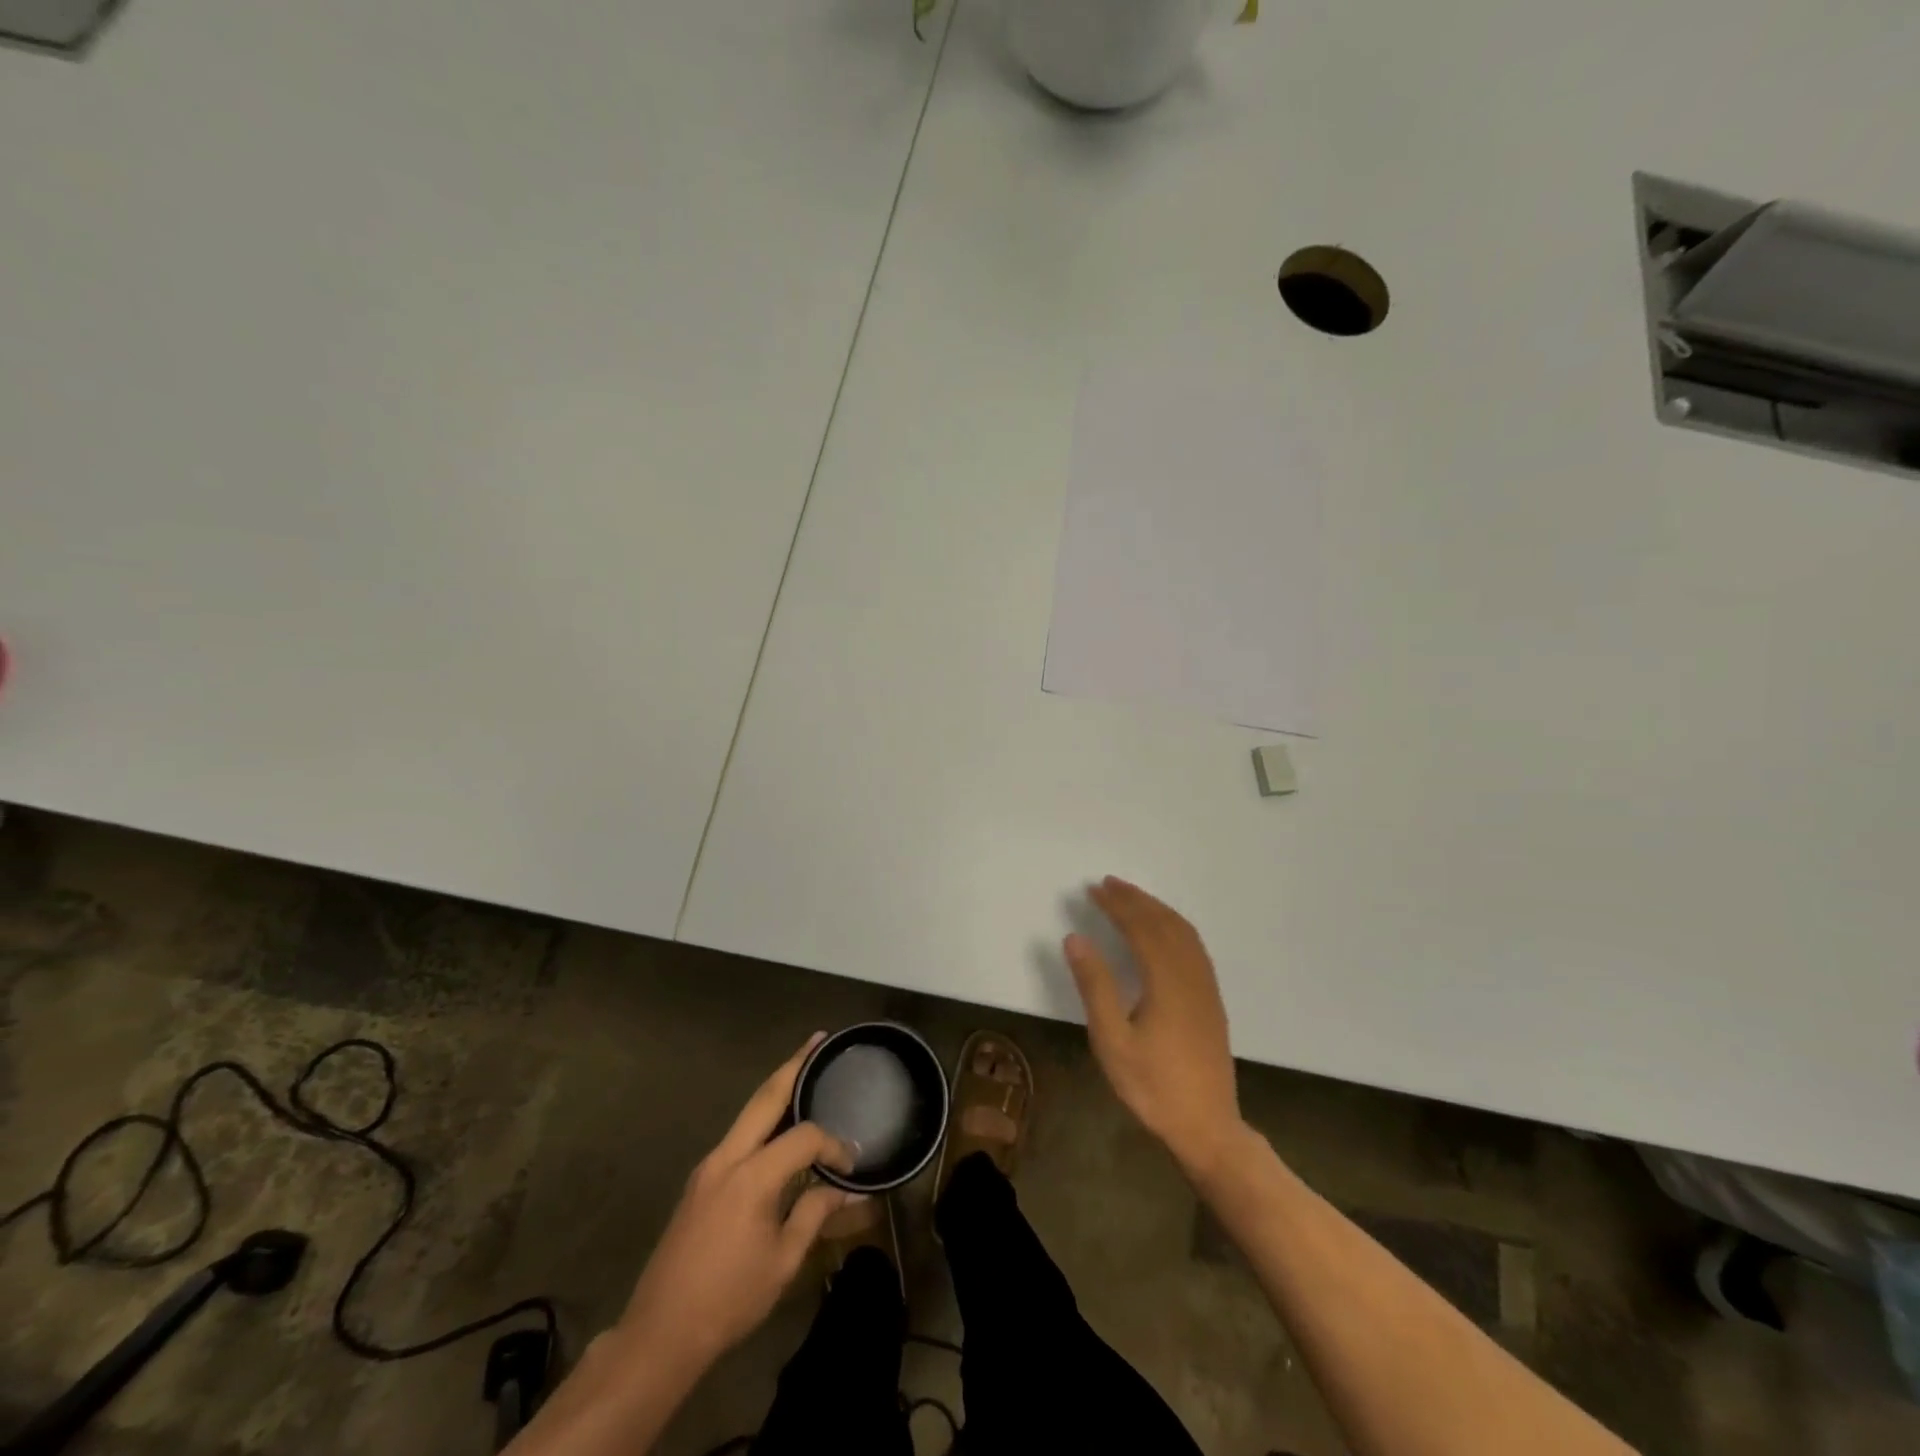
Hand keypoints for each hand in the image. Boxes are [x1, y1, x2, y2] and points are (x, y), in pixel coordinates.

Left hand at [616, 1036, 855, 1374]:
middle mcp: (727, 1157)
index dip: (833, 1145)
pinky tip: (779, 1123)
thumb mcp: (782, 1261)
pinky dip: (762, 1118)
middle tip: (818, 1040)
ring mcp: (708, 1166)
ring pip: (748, 1112)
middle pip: (765, 1097)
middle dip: (793, 1065)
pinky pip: (738, 1134)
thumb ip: (815, 1214)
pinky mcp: (700, 1180)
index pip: (803, 1138)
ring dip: (776, 1088)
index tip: (852, 1165)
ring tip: (803, 1068)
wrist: (660, 1333)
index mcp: (751, 1176)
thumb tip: (847, 1189)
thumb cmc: (728, 1300)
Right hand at [1065, 878, 1242, 1172]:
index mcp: (1166, 981)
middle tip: (1108, 883)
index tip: (1093, 889)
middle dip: (1136, 899)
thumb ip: (1095, 986)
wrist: (1207, 1126)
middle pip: (1164, 923)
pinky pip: (1195, 947)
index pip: (1140, 928)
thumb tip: (1075, 938)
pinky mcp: (1211, 1001)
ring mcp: (1206, 987)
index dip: (1117, 905)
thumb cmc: (1153, 1086)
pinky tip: (1164, 932)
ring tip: (1132, 898)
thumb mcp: (1112, 1040)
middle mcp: (1190, 975)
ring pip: (1184, 932)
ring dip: (1157, 909)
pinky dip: (1175, 926)